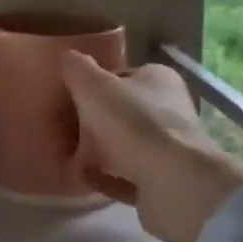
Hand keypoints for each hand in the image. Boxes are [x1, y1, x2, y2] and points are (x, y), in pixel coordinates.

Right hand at [63, 52, 242, 241]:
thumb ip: (77, 68)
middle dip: (97, 120)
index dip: (96, 84)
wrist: (174, 183)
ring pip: (129, 144)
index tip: (72, 97)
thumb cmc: (134, 123)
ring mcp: (171, 148)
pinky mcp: (166, 181)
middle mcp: (170, 109)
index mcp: (159, 79)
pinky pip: (129, 176)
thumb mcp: (93, 85)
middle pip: (125, 111)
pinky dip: (108, 177)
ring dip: (102, 150)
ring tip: (72, 155)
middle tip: (68, 128)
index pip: (123, 75)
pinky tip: (85, 178)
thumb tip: (68, 58)